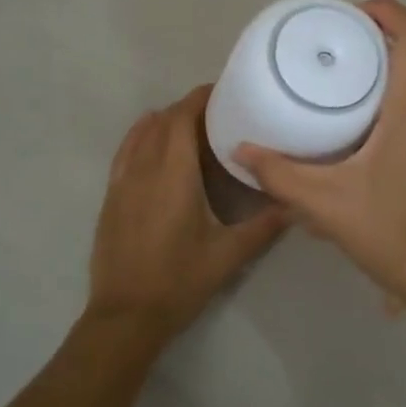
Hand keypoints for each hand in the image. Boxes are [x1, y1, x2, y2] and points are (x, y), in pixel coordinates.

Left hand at [87, 84, 287, 340]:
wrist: (126, 314)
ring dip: (162, 122)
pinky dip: (140, 139)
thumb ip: (263, 226)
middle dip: (186, 108)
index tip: (222, 92)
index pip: (181, 118)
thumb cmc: (179, 281)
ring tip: (189, 126)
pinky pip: (124, 153)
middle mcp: (143, 169)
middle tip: (216, 112)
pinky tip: (155, 150)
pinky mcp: (110, 198)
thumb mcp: (228, 256)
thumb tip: (295, 204)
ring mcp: (121, 182)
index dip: (199, 98)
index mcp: (173, 175)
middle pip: (161, 122)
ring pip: (139, 134)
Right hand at [235, 0, 405, 321]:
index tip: (347, 18)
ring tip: (345, 100)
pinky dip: (404, 110)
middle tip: (331, 62)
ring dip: (390, 82)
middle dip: (376, 48)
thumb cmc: (399, 235)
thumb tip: (240, 151)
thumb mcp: (329, 206)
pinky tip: (372, 144)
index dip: (383, 11)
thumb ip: (281, 175)